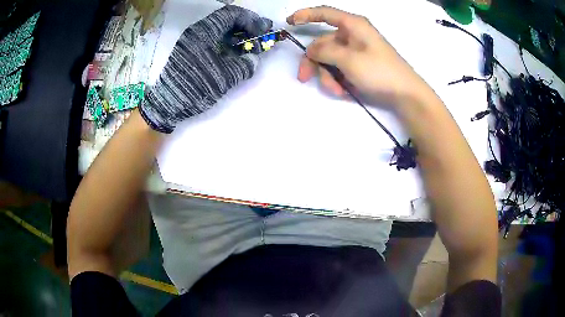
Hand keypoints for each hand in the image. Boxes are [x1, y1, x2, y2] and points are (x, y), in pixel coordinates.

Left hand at [141, 5, 271, 132]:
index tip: (263, 30)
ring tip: (250, 44)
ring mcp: (192, 40)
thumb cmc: (195, 86)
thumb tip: (253, 59)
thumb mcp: (224, 77)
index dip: (251, 20)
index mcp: (204, 31)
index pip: (232, 14)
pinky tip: (235, 52)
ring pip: (219, 30)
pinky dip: (226, 42)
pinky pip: (212, 39)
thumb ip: (244, 66)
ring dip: (237, 35)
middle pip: (226, 20)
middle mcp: (197, 31)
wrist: (167, 103)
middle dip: (246, 26)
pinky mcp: (190, 50)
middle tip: (261, 35)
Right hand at [287, 6, 433, 107]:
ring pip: (330, 59)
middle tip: (304, 78)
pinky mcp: (360, 65)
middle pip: (323, 43)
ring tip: (338, 90)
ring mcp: (356, 51)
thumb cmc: (379, 72)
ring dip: (329, 76)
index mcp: (352, 25)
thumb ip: (325, 51)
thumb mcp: (349, 60)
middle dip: (315, 62)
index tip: (289, 22)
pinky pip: (341, 68)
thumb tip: (311, 50)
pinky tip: (346, 91)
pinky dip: (339, 80)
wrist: (405, 95)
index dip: (305, 15)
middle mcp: (353, 35)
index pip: (324, 13)